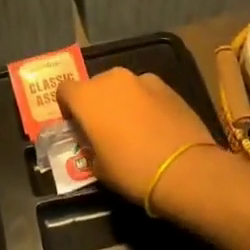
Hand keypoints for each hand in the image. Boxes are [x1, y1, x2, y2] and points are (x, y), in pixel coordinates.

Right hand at [56, 67, 219, 203]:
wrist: (184, 169)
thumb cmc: (131, 170)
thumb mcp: (98, 168)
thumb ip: (90, 147)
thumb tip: (95, 144)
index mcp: (86, 96)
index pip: (64, 90)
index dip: (68, 107)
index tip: (77, 126)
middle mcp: (111, 79)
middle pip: (95, 85)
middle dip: (96, 103)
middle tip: (104, 128)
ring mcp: (142, 79)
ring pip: (123, 87)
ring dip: (122, 101)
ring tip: (133, 127)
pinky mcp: (168, 87)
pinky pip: (146, 92)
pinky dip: (146, 103)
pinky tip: (155, 126)